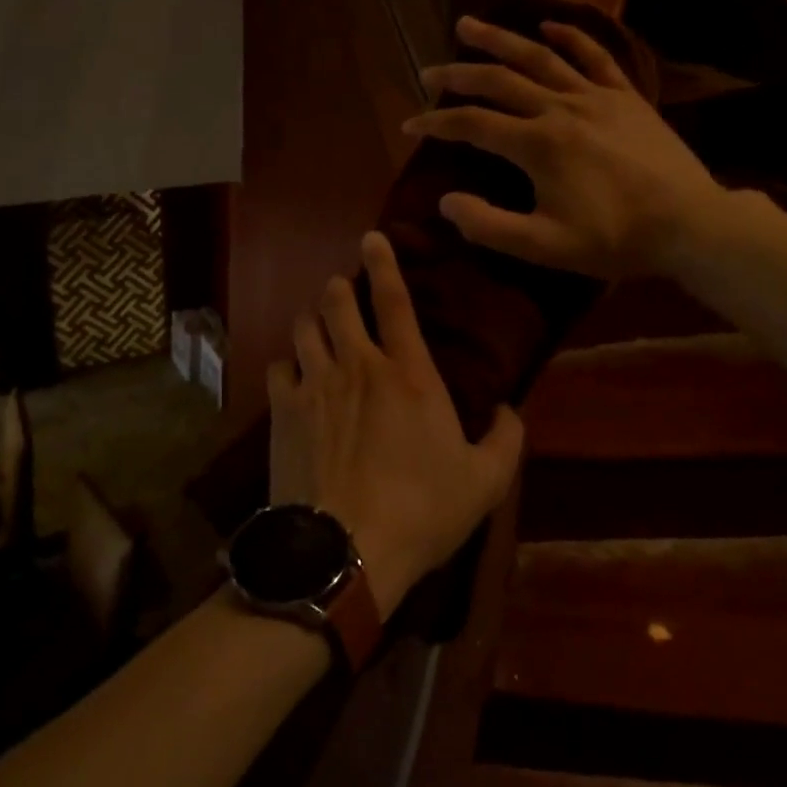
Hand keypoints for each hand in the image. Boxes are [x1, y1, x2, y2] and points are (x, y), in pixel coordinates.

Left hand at [268, 231, 524, 616]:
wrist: (347, 550)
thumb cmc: (423, 512)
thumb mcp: (486, 481)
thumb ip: (506, 438)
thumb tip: (509, 409)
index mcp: (409, 374)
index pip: (396, 302)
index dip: (385, 263)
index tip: (373, 237)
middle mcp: (359, 365)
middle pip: (337, 303)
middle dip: (338, 288)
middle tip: (341, 291)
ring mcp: (316, 384)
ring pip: (304, 327)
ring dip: (312, 319)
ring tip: (317, 325)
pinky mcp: (283, 411)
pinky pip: (277, 366)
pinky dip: (286, 363)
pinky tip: (293, 374)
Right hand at [405, 16, 726, 280]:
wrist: (688, 223)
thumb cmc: (614, 239)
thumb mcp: (543, 246)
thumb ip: (488, 225)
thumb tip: (446, 201)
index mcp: (537, 145)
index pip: (472, 125)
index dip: (436, 123)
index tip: (409, 124)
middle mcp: (560, 109)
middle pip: (498, 81)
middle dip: (457, 75)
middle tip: (428, 72)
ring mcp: (596, 97)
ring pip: (538, 58)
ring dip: (500, 40)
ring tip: (468, 25)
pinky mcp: (626, 97)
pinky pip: (594, 56)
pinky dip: (569, 37)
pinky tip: (549, 25)